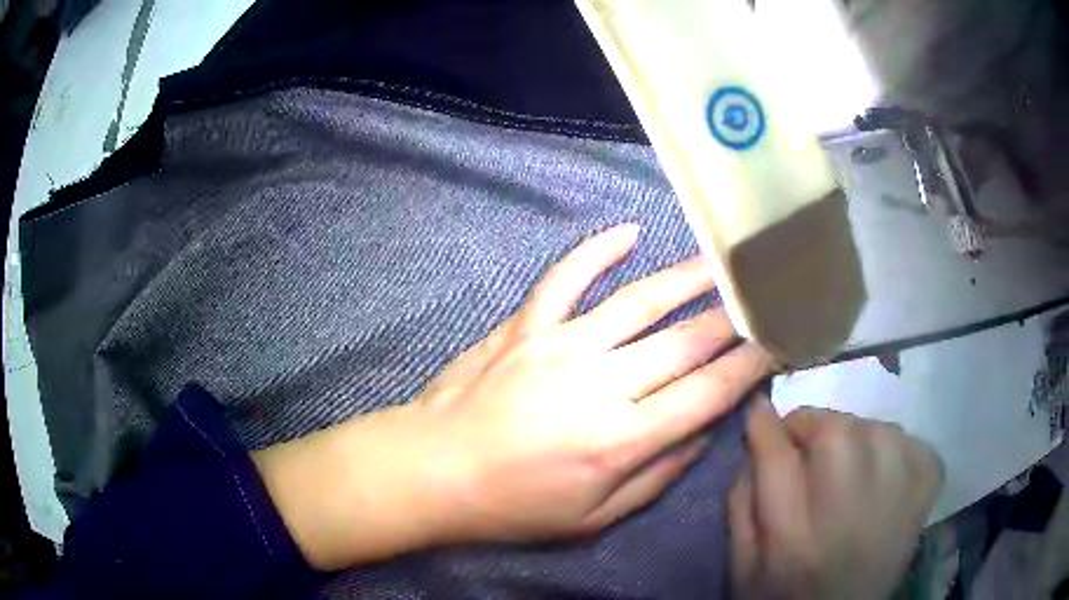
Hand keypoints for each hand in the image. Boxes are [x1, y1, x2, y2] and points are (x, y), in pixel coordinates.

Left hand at [417, 223, 771, 542]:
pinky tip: (630, 232)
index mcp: (622, 439)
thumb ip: (657, 474)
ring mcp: (561, 345)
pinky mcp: (526, 326)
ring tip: (721, 262)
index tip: (776, 344)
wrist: (434, 471)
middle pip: (686, 342)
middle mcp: (601, 382)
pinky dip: (598, 251)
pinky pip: (566, 278)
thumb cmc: (514, 506)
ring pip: (639, 301)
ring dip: (687, 278)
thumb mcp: (593, 517)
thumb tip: (705, 431)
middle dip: (733, 320)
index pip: (707, 393)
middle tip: (762, 300)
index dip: (750, 366)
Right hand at [729, 401, 944, 599]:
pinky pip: (914, 444)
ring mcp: (898, 500)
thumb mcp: (743, 564)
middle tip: (805, 446)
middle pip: (835, 431)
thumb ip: (741, 504)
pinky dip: (897, 448)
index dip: (763, 425)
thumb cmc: (785, 595)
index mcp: (793, 538)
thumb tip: (755, 442)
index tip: (758, 413)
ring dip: (854, 436)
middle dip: (811, 427)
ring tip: (846, 463)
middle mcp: (851, 513)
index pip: (776, 456)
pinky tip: (884, 472)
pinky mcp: (925, 495)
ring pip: (875, 428)